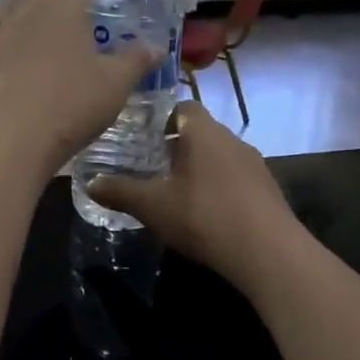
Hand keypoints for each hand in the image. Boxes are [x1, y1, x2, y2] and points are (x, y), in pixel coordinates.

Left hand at [0, 0, 158, 178]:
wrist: (9, 141)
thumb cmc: (69, 102)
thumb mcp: (115, 83)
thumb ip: (136, 60)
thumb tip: (156, 47)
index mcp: (59, 2)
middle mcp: (27, 10)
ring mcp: (4, 37)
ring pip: (29, 11)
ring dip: (50, 12)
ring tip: (72, 27)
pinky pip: (18, 39)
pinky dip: (35, 40)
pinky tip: (48, 62)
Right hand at [88, 101, 302, 292]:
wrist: (268, 253)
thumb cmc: (204, 216)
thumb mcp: (152, 206)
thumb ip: (120, 191)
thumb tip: (90, 183)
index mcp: (204, 131)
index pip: (183, 107)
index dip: (161, 118)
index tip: (142, 138)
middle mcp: (232, 139)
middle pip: (201, 132)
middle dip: (177, 147)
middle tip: (151, 168)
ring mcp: (255, 164)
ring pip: (219, 157)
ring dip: (200, 170)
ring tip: (176, 194)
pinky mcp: (268, 190)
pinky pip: (236, 179)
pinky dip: (219, 188)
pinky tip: (206, 215)